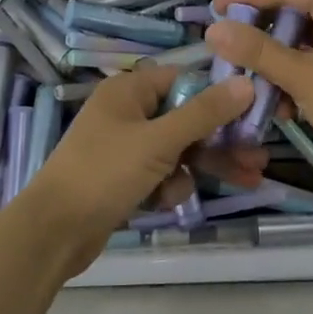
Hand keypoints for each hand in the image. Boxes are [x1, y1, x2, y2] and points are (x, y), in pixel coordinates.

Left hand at [19, 66, 256, 275]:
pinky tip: (166, 202)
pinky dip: (170, 186)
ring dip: (201, 166)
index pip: (184, 81)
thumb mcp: (159, 141)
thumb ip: (204, 113)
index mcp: (129, 91)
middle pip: (187, 118)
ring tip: (246, 181)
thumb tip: (246, 82)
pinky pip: (161, 173)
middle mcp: (128, 113)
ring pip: (179, 150)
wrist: (53, 232)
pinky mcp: (124, 178)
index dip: (219, 96)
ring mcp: (125, 147)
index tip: (254, 113)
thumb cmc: (104, 174)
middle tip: (259, 157)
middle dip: (222, 140)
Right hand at [205, 0, 312, 175]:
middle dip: (262, 32)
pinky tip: (286, 105)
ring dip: (279, 59)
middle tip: (232, 49)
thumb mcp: (302, 78)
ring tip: (257, 84)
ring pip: (306, 38)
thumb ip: (257, 51)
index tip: (216, 11)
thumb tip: (214, 29)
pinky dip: (299, 73)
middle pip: (296, 9)